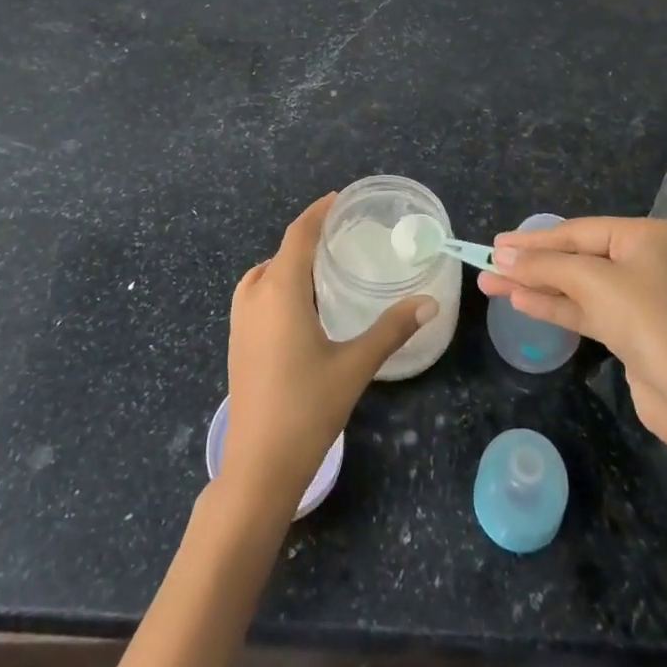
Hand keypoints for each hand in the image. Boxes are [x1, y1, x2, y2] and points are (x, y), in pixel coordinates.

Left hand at [221, 193, 436, 515]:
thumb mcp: (355, 366)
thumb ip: (392, 329)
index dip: (317, 212)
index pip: (297, 235)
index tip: (339, 198)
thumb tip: (429, 302)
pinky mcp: (237, 342)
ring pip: (264, 274)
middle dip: (308, 237)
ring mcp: (240, 321)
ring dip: (290, 263)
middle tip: (342, 235)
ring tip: (322, 267)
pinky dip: (277, 284)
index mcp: (280, 291)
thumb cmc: (307, 409)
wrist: (258, 467)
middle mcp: (255, 297)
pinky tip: (300, 307)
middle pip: (281, 252)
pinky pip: (256, 295)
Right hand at [477, 217, 666, 455]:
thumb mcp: (592, 283)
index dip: (534, 239)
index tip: (497, 242)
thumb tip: (502, 256)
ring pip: (576, 285)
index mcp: (646, 237)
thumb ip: (544, 266)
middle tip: (489, 262)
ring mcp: (638, 296)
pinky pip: (585, 309)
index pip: (578, 231)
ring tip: (491, 284)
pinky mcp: (630, 329)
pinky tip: (520, 302)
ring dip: (536, 286)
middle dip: (532, 264)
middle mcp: (644, 260)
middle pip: (576, 257)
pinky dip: (554, 306)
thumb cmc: (647, 322)